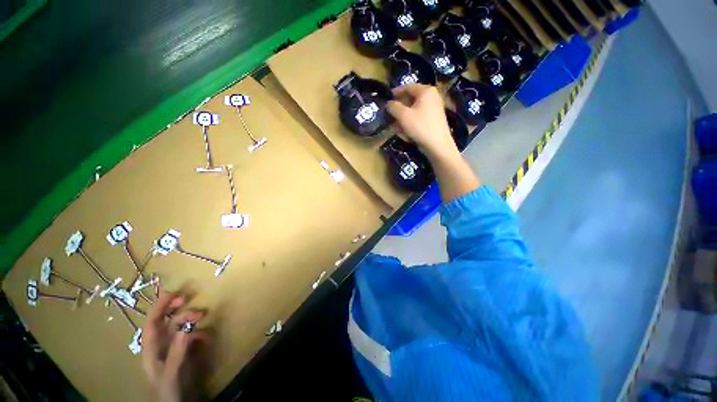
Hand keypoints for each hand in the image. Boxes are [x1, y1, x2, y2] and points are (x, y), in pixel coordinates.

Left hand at [142, 289, 206, 401]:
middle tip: (188, 298)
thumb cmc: (169, 390)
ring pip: (179, 327)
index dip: (159, 306)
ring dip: (189, 319)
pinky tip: (206, 337)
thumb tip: (187, 327)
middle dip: (175, 309)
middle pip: (165, 321)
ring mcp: (173, 349)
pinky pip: (191, 337)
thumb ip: (178, 350)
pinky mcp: (185, 354)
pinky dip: (199, 333)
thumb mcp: (173, 372)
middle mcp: (161, 345)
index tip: (172, 291)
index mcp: (152, 349)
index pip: (152, 323)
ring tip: (202, 316)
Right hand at [387, 84, 459, 160]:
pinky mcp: (434, 119)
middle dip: (399, 108)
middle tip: (390, 115)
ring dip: (403, 118)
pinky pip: (419, 117)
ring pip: (413, 110)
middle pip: (410, 99)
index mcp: (426, 91)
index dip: (395, 92)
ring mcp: (434, 108)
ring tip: (395, 127)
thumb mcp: (403, 116)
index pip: (407, 87)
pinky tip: (405, 132)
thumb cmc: (420, 127)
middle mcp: (432, 96)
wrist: (438, 145)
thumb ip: (393, 107)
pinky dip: (410, 122)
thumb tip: (388, 103)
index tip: (386, 99)